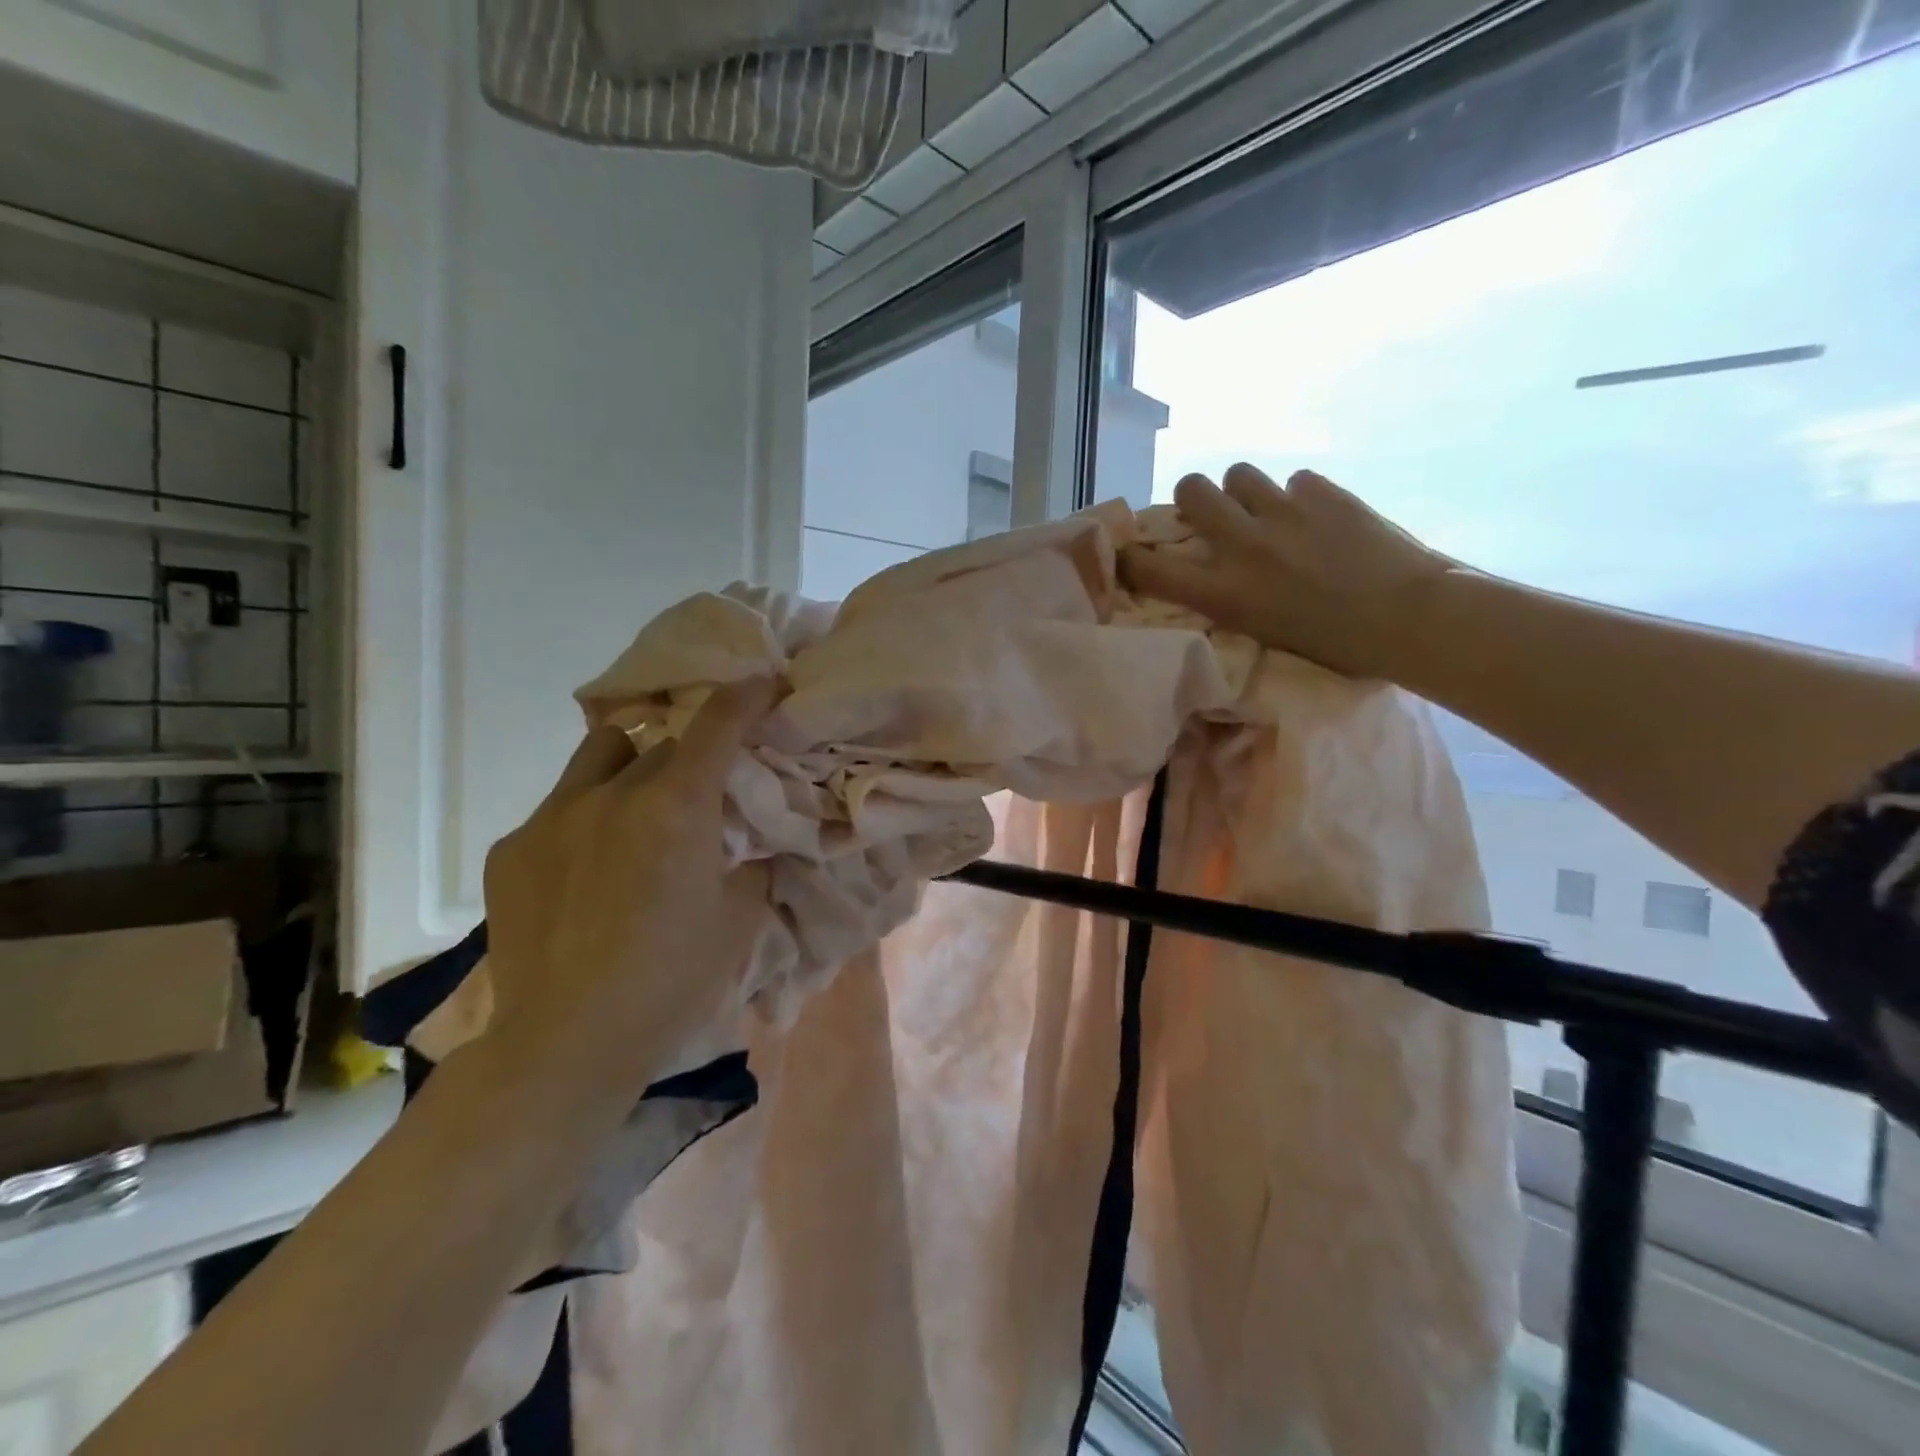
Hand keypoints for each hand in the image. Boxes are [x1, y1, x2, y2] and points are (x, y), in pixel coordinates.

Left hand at [482, 680, 778, 1098]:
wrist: (567, 1043)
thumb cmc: (672, 979)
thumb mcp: (740, 918)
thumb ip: (750, 863)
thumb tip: (749, 842)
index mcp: (676, 806)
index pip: (719, 724)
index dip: (748, 696)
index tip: (765, 684)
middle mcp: (612, 793)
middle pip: (662, 743)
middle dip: (691, 755)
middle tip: (703, 792)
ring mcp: (552, 817)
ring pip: (601, 755)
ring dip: (631, 765)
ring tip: (638, 808)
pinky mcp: (511, 848)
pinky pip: (560, 809)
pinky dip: (587, 819)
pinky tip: (586, 870)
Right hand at [1121, 463, 1449, 681]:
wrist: (1408, 619)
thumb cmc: (1335, 646)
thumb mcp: (1262, 633)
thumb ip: (1231, 598)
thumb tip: (1216, 574)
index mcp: (1225, 592)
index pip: (1151, 568)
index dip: (1131, 557)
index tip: (1130, 555)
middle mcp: (1243, 545)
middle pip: (1192, 488)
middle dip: (1194, 497)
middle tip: (1213, 514)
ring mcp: (1284, 512)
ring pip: (1240, 473)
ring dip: (1244, 490)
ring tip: (1266, 510)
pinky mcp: (1324, 493)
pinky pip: (1295, 481)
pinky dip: (1298, 497)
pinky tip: (1318, 518)